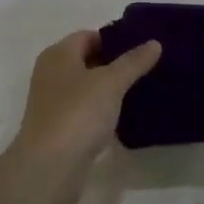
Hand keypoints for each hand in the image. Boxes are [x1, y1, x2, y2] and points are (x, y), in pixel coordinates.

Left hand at [7, 31, 161, 203]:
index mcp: (58, 54)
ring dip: (109, 90)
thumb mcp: (111, 83)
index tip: (142, 48)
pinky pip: (84, 111)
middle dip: (114, 64)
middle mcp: (51, 74)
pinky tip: (123, 118)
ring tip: (141, 91)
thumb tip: (154, 42)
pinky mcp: (58, 128)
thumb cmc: (77, 113)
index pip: (88, 36)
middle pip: (86, 61)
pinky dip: (101, 112)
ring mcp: (53, 103)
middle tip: (147, 68)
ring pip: (86, 88)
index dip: (114, 39)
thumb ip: (133, 62)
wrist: (49, 167)